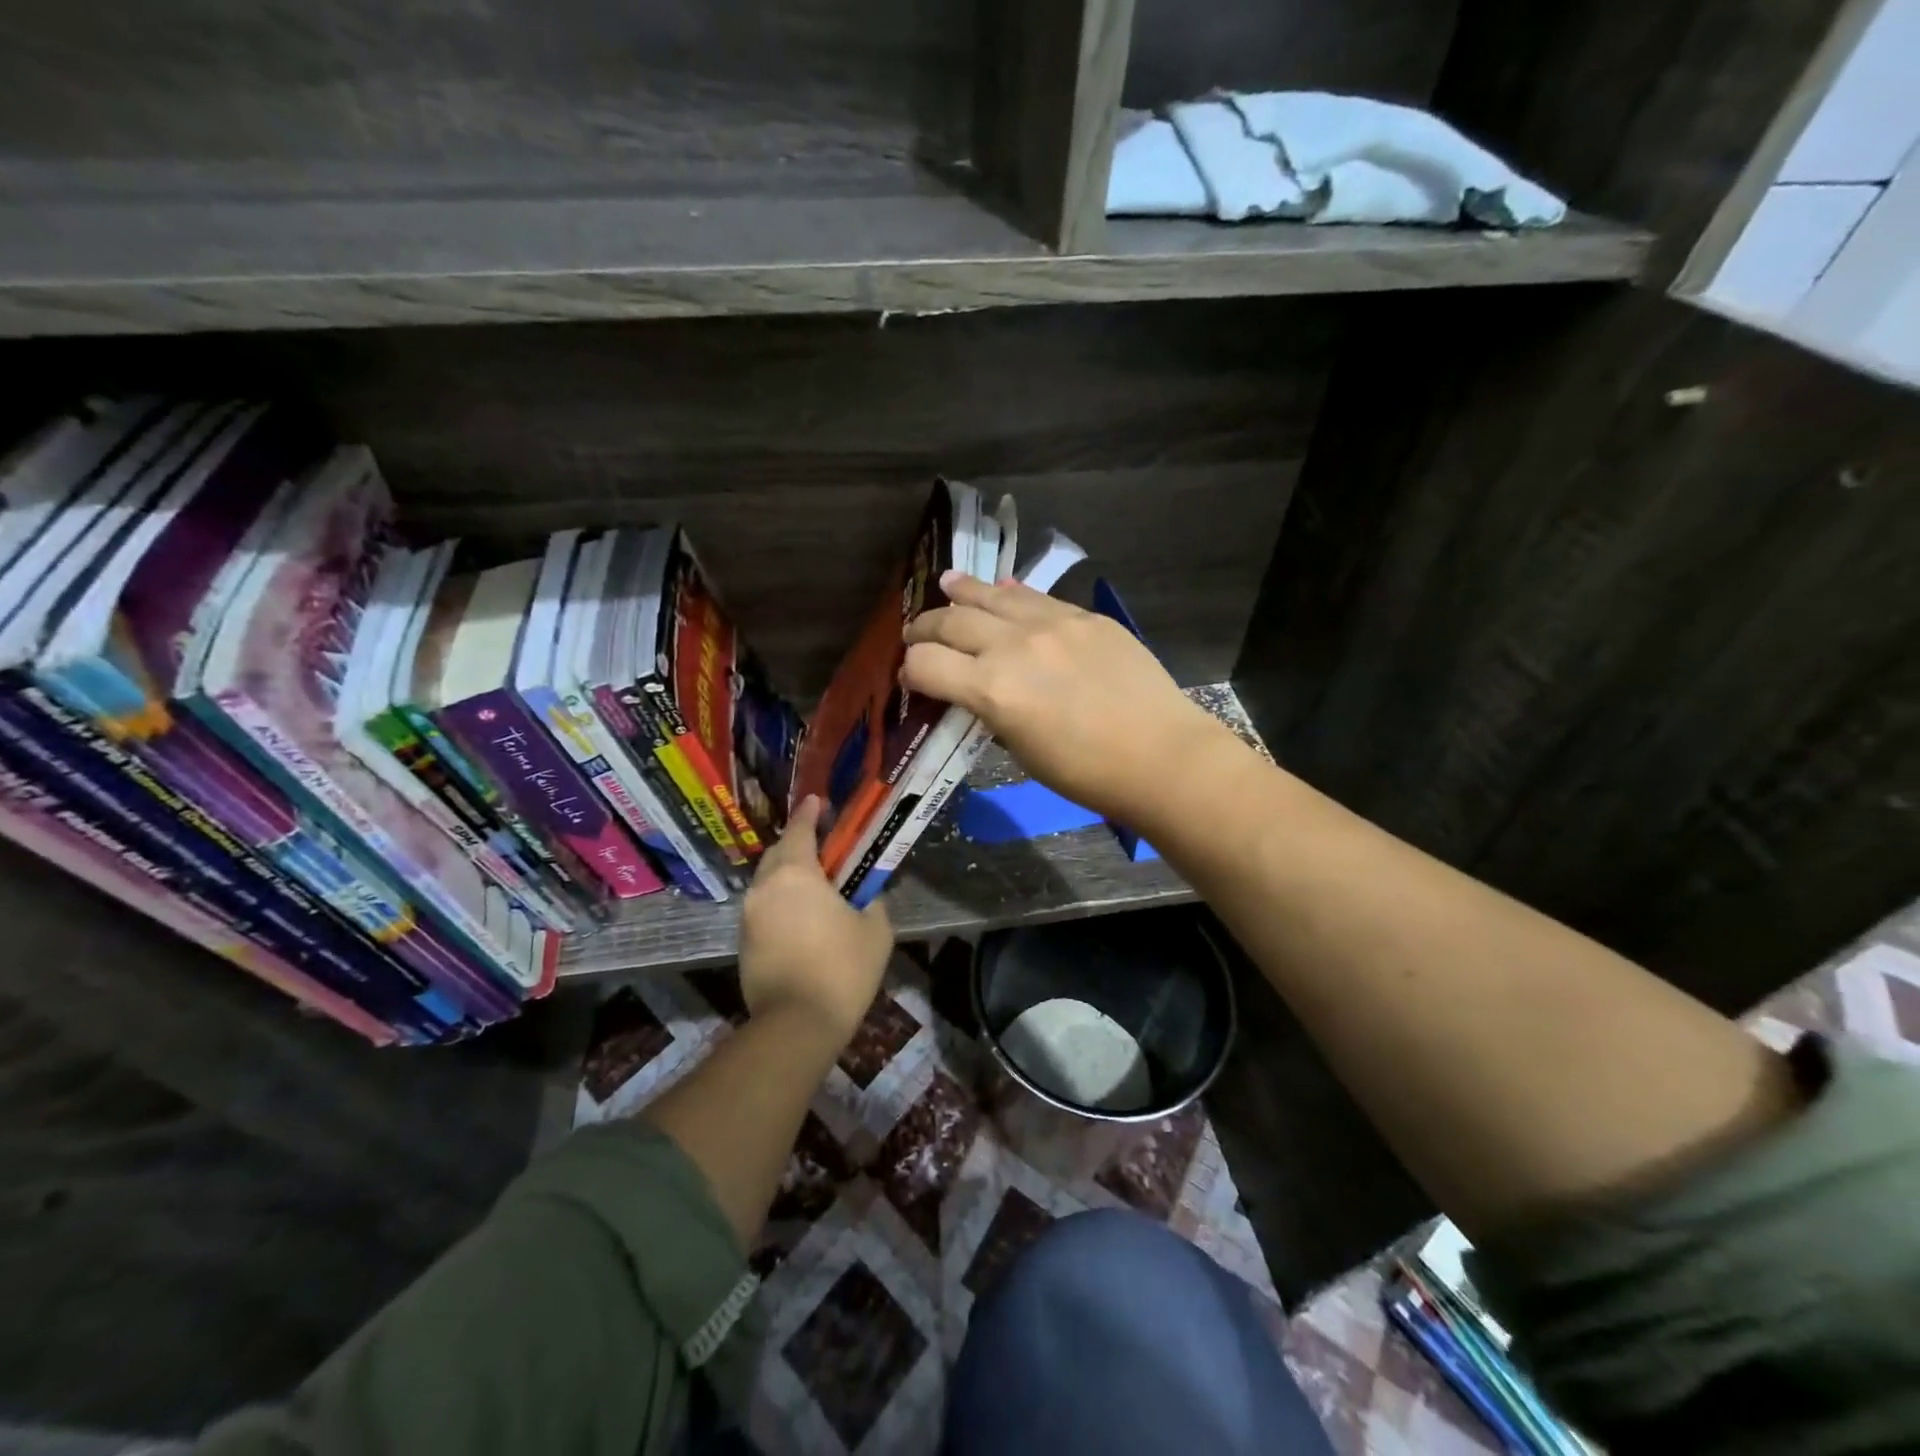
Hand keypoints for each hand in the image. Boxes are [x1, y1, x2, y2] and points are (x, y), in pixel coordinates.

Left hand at [738, 796, 893, 1044]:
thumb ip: (873, 903)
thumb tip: (868, 897)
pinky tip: (801, 914)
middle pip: (779, 853)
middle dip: (798, 843)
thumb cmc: (842, 969)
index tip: (818, 801)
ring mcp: (750, 915)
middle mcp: (765, 887)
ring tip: (813, 881)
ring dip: (787, 874)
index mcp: (796, 874)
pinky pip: (764, 907)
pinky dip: (780, 901)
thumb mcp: (875, 931)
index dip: (810, 814)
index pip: (800, 831)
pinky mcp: (743, 942)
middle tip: (822, 844)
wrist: (796, 1025)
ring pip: (768, 881)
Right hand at [902, 572, 1221, 824]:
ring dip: (962, 592)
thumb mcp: (1022, 751)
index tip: (912, 677)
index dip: (910, 670)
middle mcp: (1013, 646)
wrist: (1160, 755)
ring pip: (991, 596)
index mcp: (992, 689)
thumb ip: (992, 711)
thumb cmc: (1086, 773)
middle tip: (917, 633)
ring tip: (947, 584)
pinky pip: (1035, 597)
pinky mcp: (1084, 617)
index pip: (926, 664)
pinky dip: (1010, 595)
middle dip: (925, 628)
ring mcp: (1052, 624)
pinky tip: (1001, 590)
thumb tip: (979, 690)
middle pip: (951, 622)